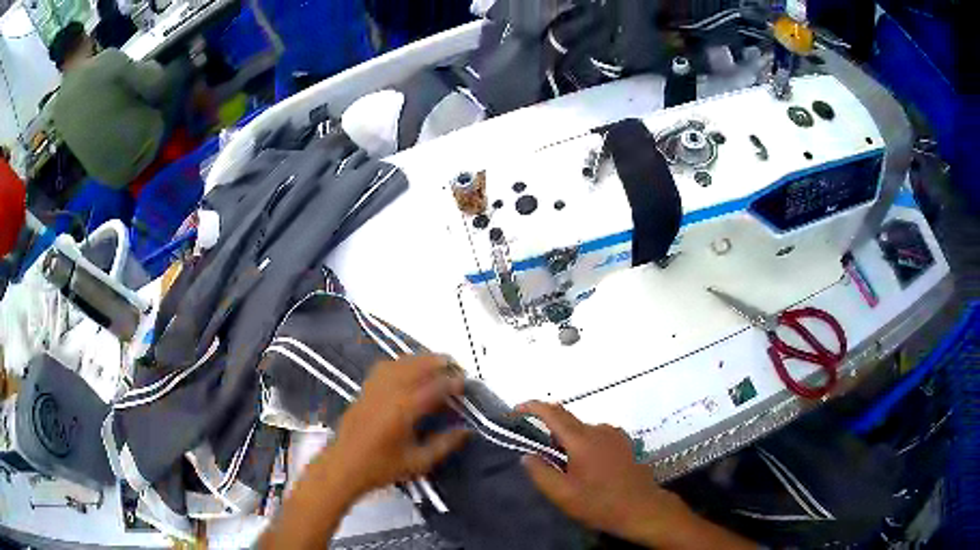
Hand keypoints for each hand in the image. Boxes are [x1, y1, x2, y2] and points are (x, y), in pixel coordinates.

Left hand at [324, 355, 468, 498]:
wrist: (343, 466)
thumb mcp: (418, 462)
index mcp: (404, 410)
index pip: (434, 387)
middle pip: (417, 366)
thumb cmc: (381, 468)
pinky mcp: (364, 389)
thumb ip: (444, 444)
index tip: (465, 382)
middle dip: (438, 363)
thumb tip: (466, 430)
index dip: (452, 382)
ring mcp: (374, 388)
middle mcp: (389, 392)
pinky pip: (384, 367)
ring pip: (400, 363)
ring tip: (435, 363)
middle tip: (455, 367)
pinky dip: (400, 362)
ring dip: (420, 359)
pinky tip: (406, 368)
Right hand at [518, 401, 692, 544]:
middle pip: (568, 421)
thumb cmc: (600, 503)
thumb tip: (527, 455)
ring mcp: (615, 435)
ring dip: (568, 441)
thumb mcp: (563, 494)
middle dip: (550, 431)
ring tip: (566, 469)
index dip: (532, 407)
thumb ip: (540, 473)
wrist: (641, 508)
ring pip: (582, 430)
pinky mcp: (624, 443)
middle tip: (542, 456)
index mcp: (582, 439)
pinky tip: (587, 468)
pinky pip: (596, 436)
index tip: (516, 409)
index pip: (553, 413)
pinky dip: (584, 445)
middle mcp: (599, 429)